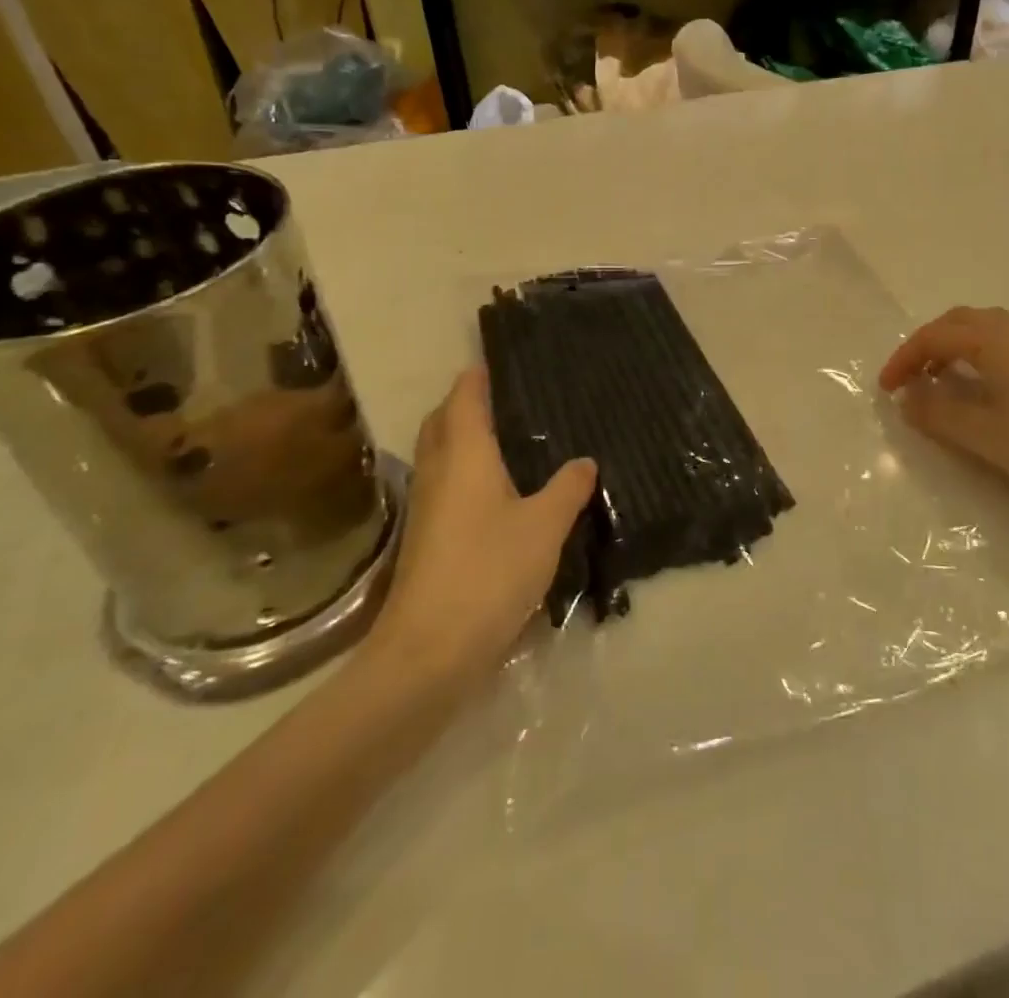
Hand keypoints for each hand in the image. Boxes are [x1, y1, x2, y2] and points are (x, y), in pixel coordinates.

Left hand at [362, 367, 595, 685]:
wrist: (429, 650)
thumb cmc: (490, 570)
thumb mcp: (545, 526)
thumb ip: (567, 488)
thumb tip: (584, 461)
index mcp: (464, 455)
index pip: (464, 398)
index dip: (476, 376)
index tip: (495, 360)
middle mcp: (437, 471)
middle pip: (441, 422)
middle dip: (462, 403)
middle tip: (501, 397)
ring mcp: (425, 506)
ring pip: (437, 454)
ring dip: (458, 437)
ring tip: (500, 437)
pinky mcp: (424, 538)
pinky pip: (442, 484)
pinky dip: (460, 471)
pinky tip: (491, 491)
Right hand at [879, 306, 1008, 511]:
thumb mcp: (980, 434)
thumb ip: (936, 413)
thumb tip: (907, 399)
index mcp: (994, 341)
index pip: (934, 336)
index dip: (904, 359)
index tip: (886, 388)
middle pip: (958, 321)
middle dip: (926, 344)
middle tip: (909, 377)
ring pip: (982, 327)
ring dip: (952, 345)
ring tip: (938, 379)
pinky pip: (1002, 340)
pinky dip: (976, 351)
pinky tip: (978, 384)